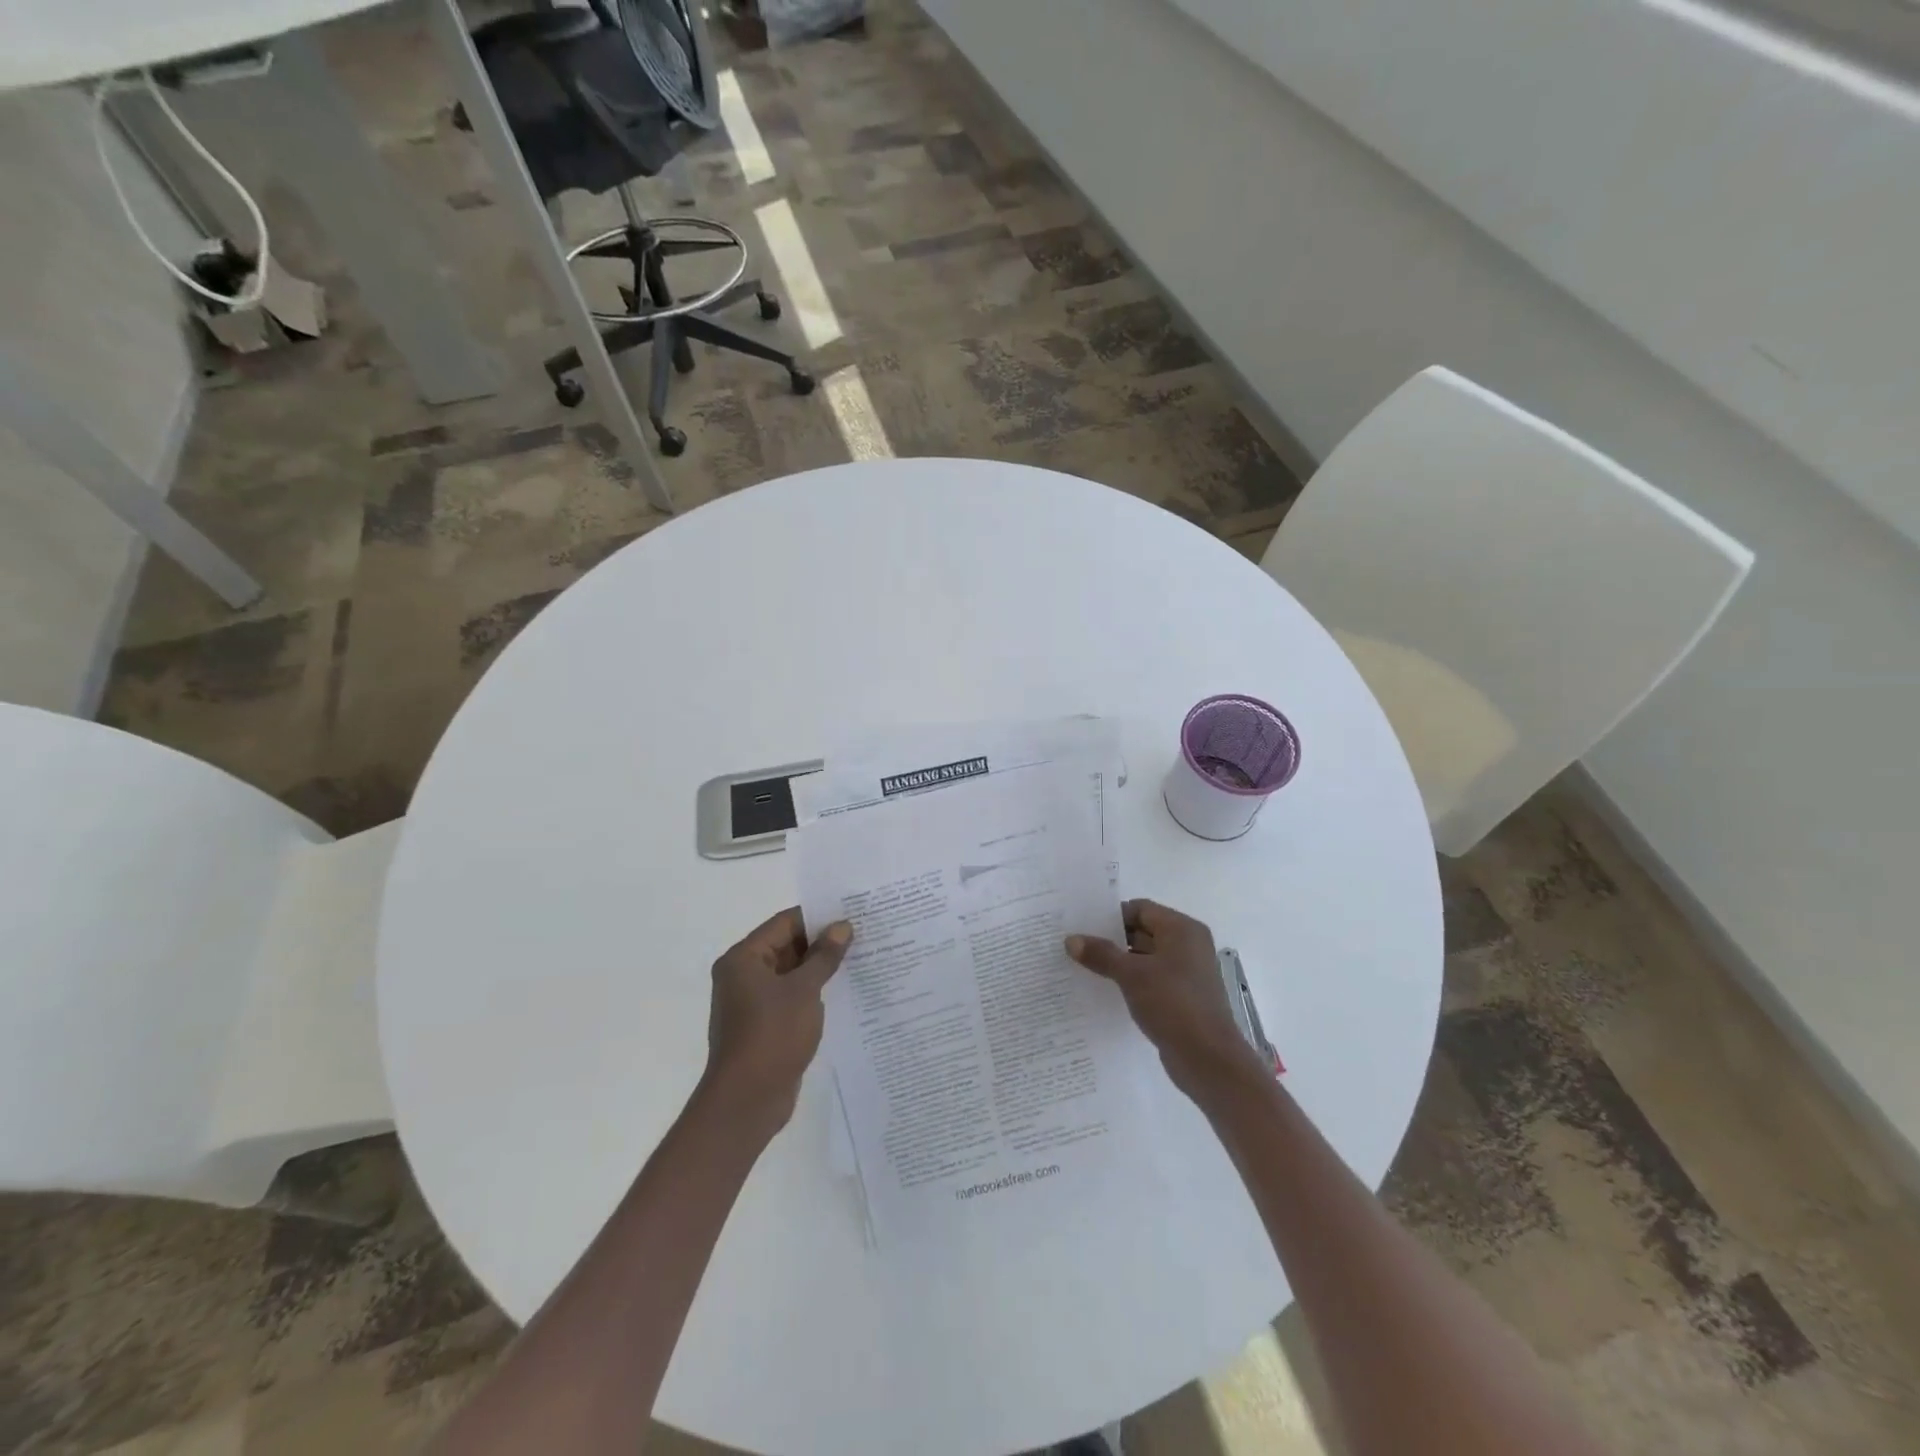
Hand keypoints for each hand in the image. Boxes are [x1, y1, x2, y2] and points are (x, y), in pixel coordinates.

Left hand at [701, 908, 852, 1139]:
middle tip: (863, 934)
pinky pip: (793, 996)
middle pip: (787, 945)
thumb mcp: (804, 990)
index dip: (818, 916)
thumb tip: (842, 926)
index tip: (852, 912)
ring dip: (821, 968)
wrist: (747, 1101)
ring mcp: (753, 1002)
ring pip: (792, 972)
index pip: (784, 922)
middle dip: (823, 942)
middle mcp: (744, 975)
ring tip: (861, 957)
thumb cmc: (772, 1035)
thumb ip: (824, 956)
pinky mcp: (765, 1025)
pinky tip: (845, 991)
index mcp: (744, 959)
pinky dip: (814, 991)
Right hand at [1067, 899, 1265, 1107]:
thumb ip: (1101, 954)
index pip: (1141, 909)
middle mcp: (1188, 945)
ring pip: (1145, 957)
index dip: (1111, 916)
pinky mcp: (1182, 997)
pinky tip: (1105, 990)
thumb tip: (1071, 939)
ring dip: (1119, 962)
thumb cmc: (1173, 1004)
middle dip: (1111, 939)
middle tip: (1076, 946)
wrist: (1207, 1059)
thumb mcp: (1132, 975)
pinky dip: (1130, 981)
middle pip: (1143, 931)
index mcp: (1182, 929)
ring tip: (1083, 967)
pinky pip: (1151, 979)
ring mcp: (1186, 973)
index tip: (1081, 926)